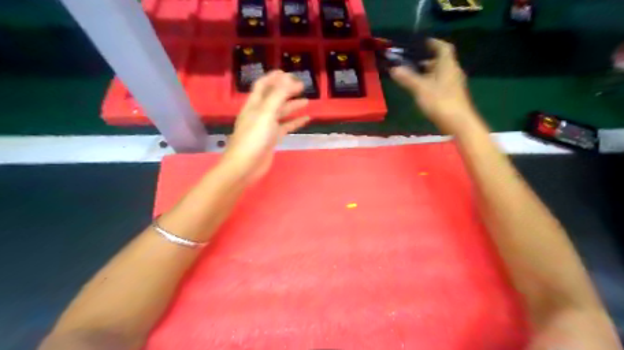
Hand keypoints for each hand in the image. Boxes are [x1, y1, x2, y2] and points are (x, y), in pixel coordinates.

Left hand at [220, 71, 309, 184]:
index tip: (288, 73)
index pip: (263, 85)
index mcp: (254, 105)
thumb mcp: (266, 113)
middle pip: (273, 98)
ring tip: (307, 100)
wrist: (246, 166)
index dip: (274, 77)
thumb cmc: (254, 138)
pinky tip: (306, 119)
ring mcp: (266, 127)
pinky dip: (295, 122)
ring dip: (293, 105)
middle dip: (286, 90)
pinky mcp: (272, 139)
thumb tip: (288, 78)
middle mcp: (259, 113)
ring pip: (281, 112)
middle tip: (302, 85)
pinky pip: (285, 127)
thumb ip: (278, 95)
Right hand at [391, 39, 477, 133]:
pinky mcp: (452, 95)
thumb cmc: (440, 101)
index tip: (422, 42)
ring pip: (440, 73)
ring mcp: (454, 84)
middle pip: (441, 61)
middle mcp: (453, 71)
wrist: (458, 122)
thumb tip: (393, 68)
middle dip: (427, 59)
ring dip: (428, 72)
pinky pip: (440, 83)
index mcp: (448, 65)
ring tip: (413, 75)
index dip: (433, 43)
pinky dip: (431, 82)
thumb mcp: (420, 88)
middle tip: (412, 61)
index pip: (443, 47)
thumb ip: (407, 78)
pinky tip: (421, 89)